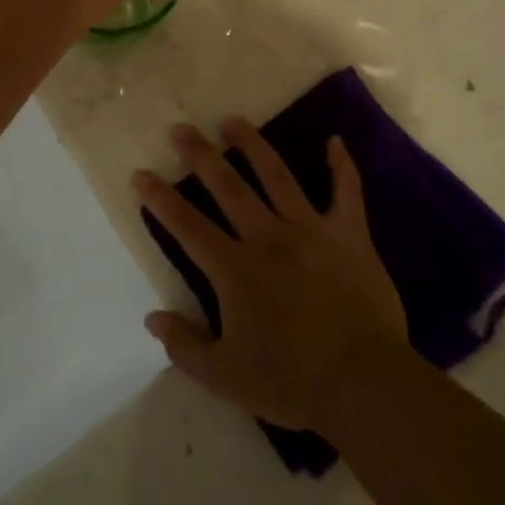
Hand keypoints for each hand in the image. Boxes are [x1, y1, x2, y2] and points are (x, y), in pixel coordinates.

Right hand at [135, 119, 409, 433]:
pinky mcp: (349, 235)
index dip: (160, 199)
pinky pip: (347, 192)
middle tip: (181, 128)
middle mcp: (267, 237)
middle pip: (228, 187)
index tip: (140, 174)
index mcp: (235, 269)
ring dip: (252, 145)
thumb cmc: (291, 382)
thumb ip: (185, 345)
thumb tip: (152, 318)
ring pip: (277, 176)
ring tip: (232, 120)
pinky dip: (341, 165)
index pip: (187, 226)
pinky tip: (335, 140)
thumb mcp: (225, 377)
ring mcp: (310, 230)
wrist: (365, 385)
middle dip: (200, 155)